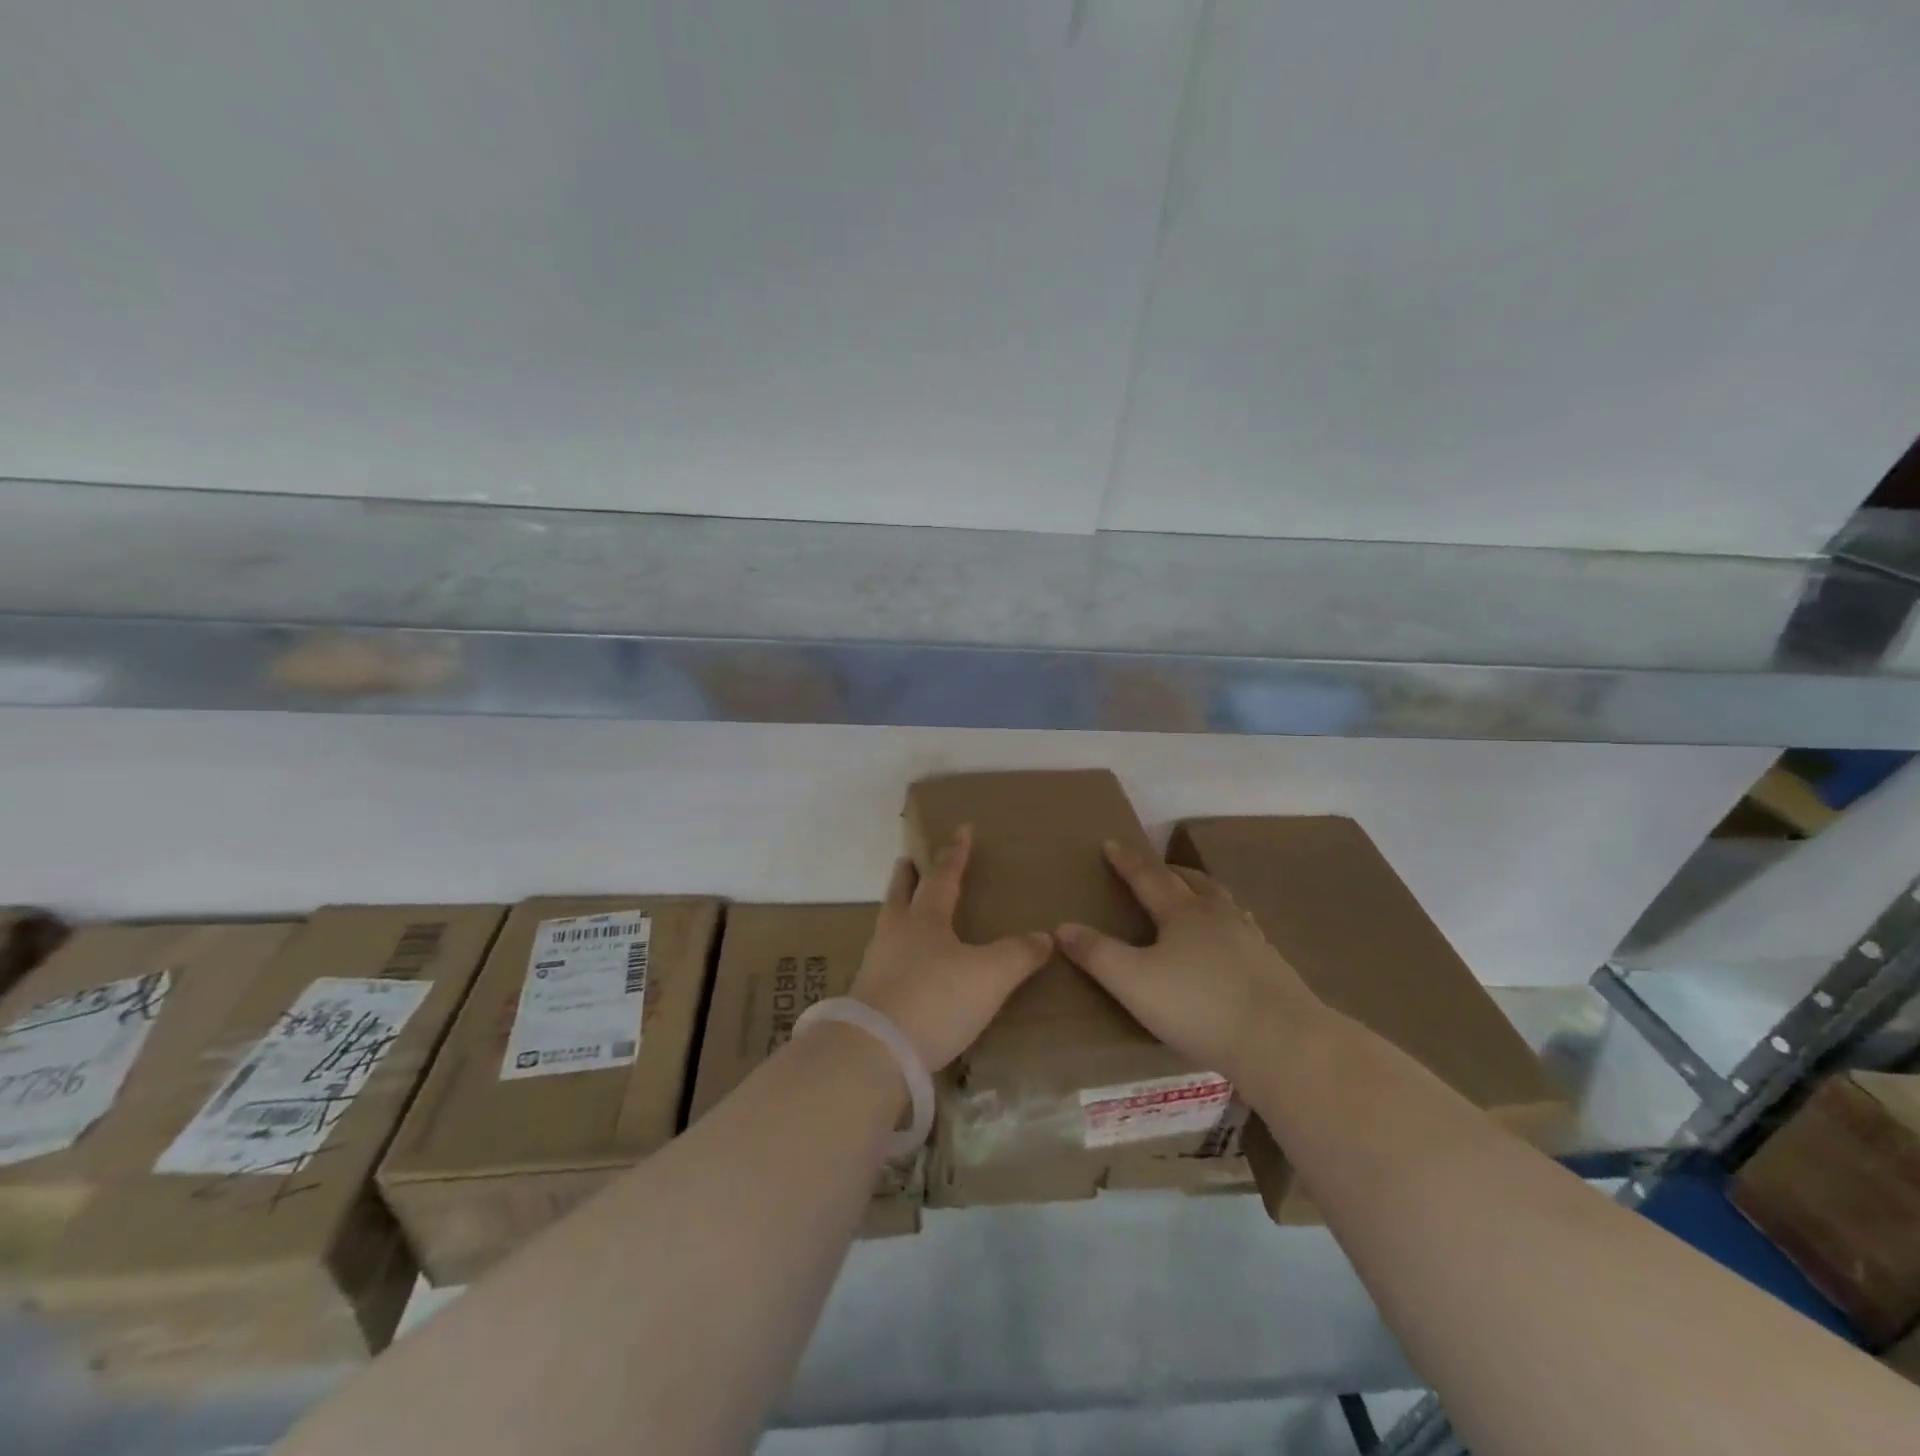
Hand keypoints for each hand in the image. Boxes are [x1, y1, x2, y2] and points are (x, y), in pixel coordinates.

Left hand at [849, 826, 1052, 1071]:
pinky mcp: (868, 995)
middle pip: (900, 893)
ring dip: (897, 910)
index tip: (962, 828)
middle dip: (908, 875)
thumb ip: (1018, 954)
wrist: (874, 1051)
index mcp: (925, 918)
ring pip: (888, 924)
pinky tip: (903, 965)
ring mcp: (876, 963)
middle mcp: (896, 933)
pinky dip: (895, 950)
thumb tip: (1044, 937)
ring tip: (906, 911)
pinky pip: (884, 959)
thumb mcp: (990, 976)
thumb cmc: (936, 999)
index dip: (956, 852)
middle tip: (908, 860)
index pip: (944, 875)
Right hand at [1057, 840, 1316, 1086]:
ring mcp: (1250, 939)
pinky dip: (1229, 924)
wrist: (1280, 1040)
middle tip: (1156, 868)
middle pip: (1192, 882)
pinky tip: (1232, 942)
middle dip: (1169, 871)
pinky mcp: (1272, 966)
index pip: (1147, 877)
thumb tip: (1062, 927)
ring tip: (1195, 897)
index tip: (1111, 843)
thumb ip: (1097, 954)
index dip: (1126, 861)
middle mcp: (1217, 915)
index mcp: (1182, 913)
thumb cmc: (1198, 1006)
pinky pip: (1244, 930)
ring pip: (1223, 902)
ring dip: (1203, 892)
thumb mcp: (1133, 982)